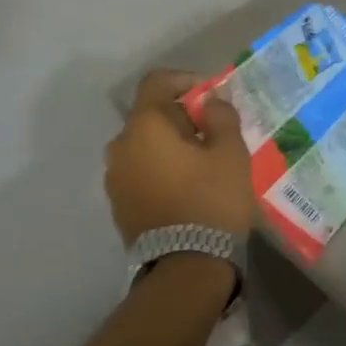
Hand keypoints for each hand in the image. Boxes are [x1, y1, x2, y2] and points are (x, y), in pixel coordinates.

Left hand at [105, 70, 254, 244]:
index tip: (210, 95)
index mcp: (144, 126)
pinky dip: (160, 169)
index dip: (185, 80)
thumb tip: (210, 102)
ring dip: (169, 145)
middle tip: (212, 133)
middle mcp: (120, 146)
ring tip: (200, 163)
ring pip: (143, 146)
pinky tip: (185, 186)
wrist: (186, 265)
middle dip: (180, 117)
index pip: (157, 83)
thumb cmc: (212, 200)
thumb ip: (221, 118)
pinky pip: (140, 172)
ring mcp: (115, 178)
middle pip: (149, 115)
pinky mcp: (118, 204)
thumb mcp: (231, 154)